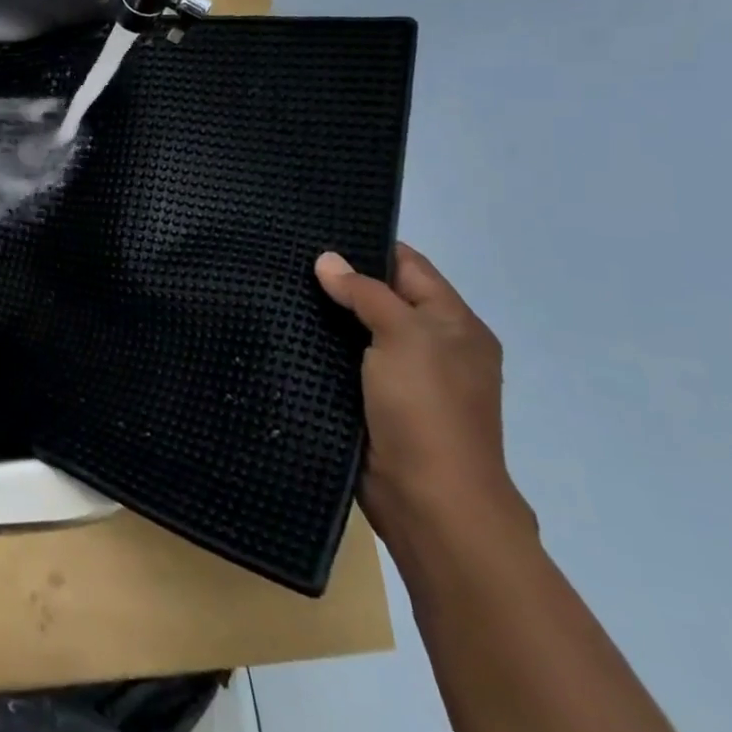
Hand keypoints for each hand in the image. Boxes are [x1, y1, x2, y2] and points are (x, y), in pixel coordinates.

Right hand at [316, 243, 534, 554]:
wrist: (429, 502)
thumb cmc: (427, 409)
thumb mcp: (403, 337)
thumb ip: (366, 293)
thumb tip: (327, 260)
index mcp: (454, 325)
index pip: (409, 266)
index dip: (369, 246)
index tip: (318, 230)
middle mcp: (433, 346)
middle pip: (383, 296)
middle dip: (341, 280)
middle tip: (286, 256)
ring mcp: (403, 378)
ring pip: (359, 331)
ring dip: (327, 315)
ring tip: (276, 286)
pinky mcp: (375, 404)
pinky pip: (345, 362)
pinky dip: (321, 348)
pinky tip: (286, 332)